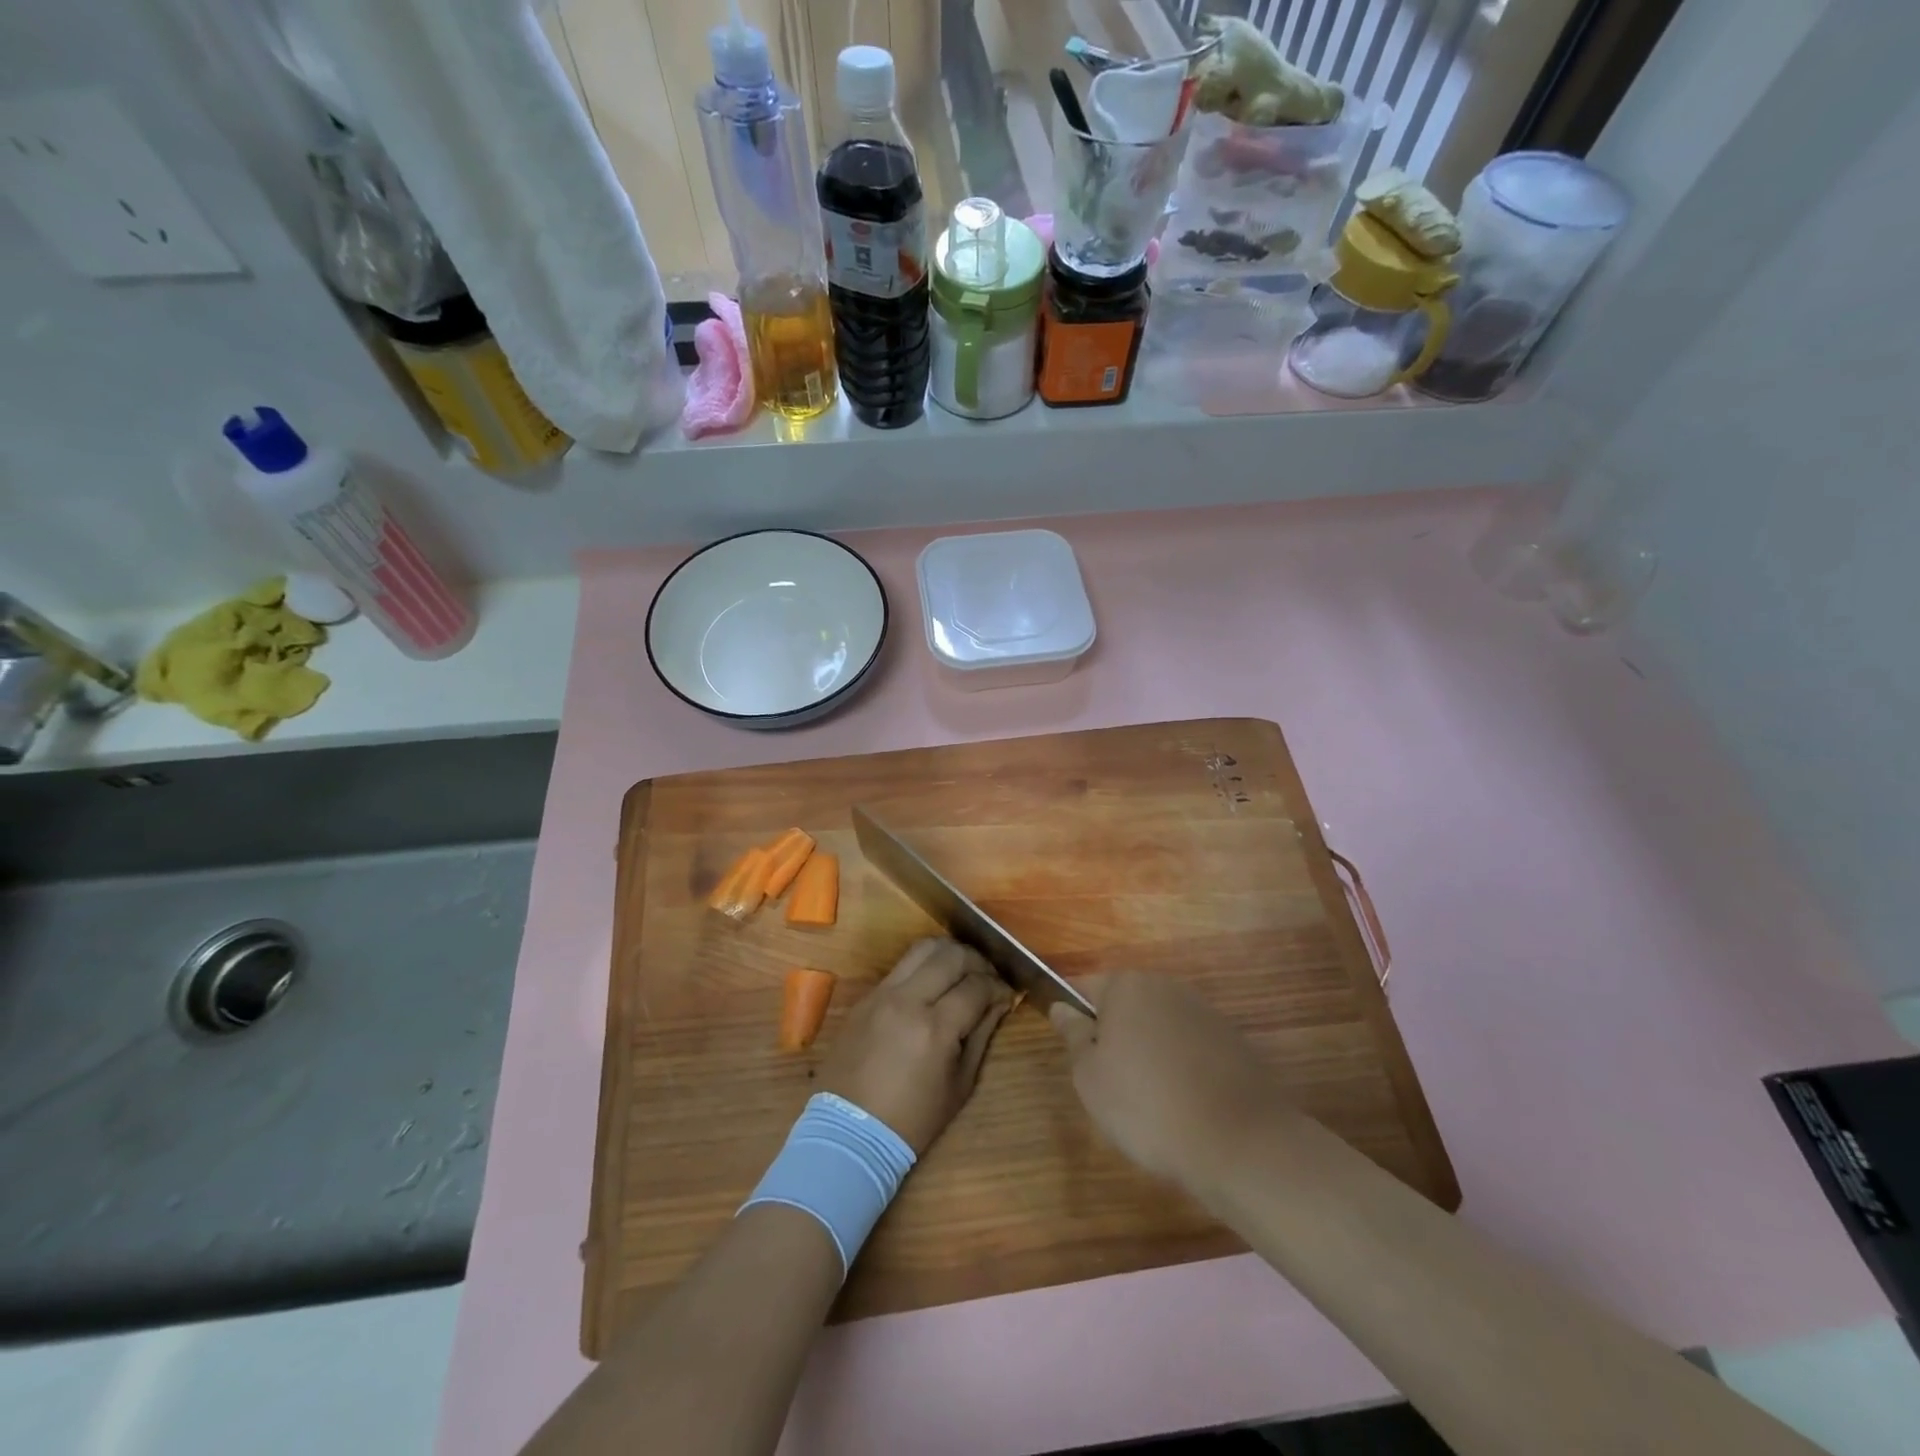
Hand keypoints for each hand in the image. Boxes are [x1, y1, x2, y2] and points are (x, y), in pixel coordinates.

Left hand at [818, 939, 1013, 1154]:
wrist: (849, 1131)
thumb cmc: (911, 1120)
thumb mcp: (959, 1086)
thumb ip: (981, 1036)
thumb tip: (998, 1003)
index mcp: (935, 1028)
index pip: (976, 986)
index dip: (998, 987)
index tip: (1007, 995)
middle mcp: (908, 1000)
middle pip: (952, 956)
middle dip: (978, 961)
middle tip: (988, 978)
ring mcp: (883, 993)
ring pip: (923, 948)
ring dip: (950, 953)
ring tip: (962, 971)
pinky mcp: (866, 996)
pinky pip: (901, 965)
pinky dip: (924, 965)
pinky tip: (934, 983)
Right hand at [1049, 972, 1282, 1192]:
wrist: (1239, 1143)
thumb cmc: (1146, 1106)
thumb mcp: (1090, 1077)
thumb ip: (1073, 1035)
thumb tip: (1061, 1007)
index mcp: (1127, 985)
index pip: (1084, 988)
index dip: (1074, 1019)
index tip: (1076, 1056)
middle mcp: (1166, 986)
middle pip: (1125, 1004)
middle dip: (1114, 1035)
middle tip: (1109, 1084)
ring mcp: (1204, 1011)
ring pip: (1159, 1025)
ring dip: (1149, 1051)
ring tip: (1150, 1101)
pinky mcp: (1233, 1040)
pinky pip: (1191, 1046)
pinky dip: (1182, 1066)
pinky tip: (1184, 1104)